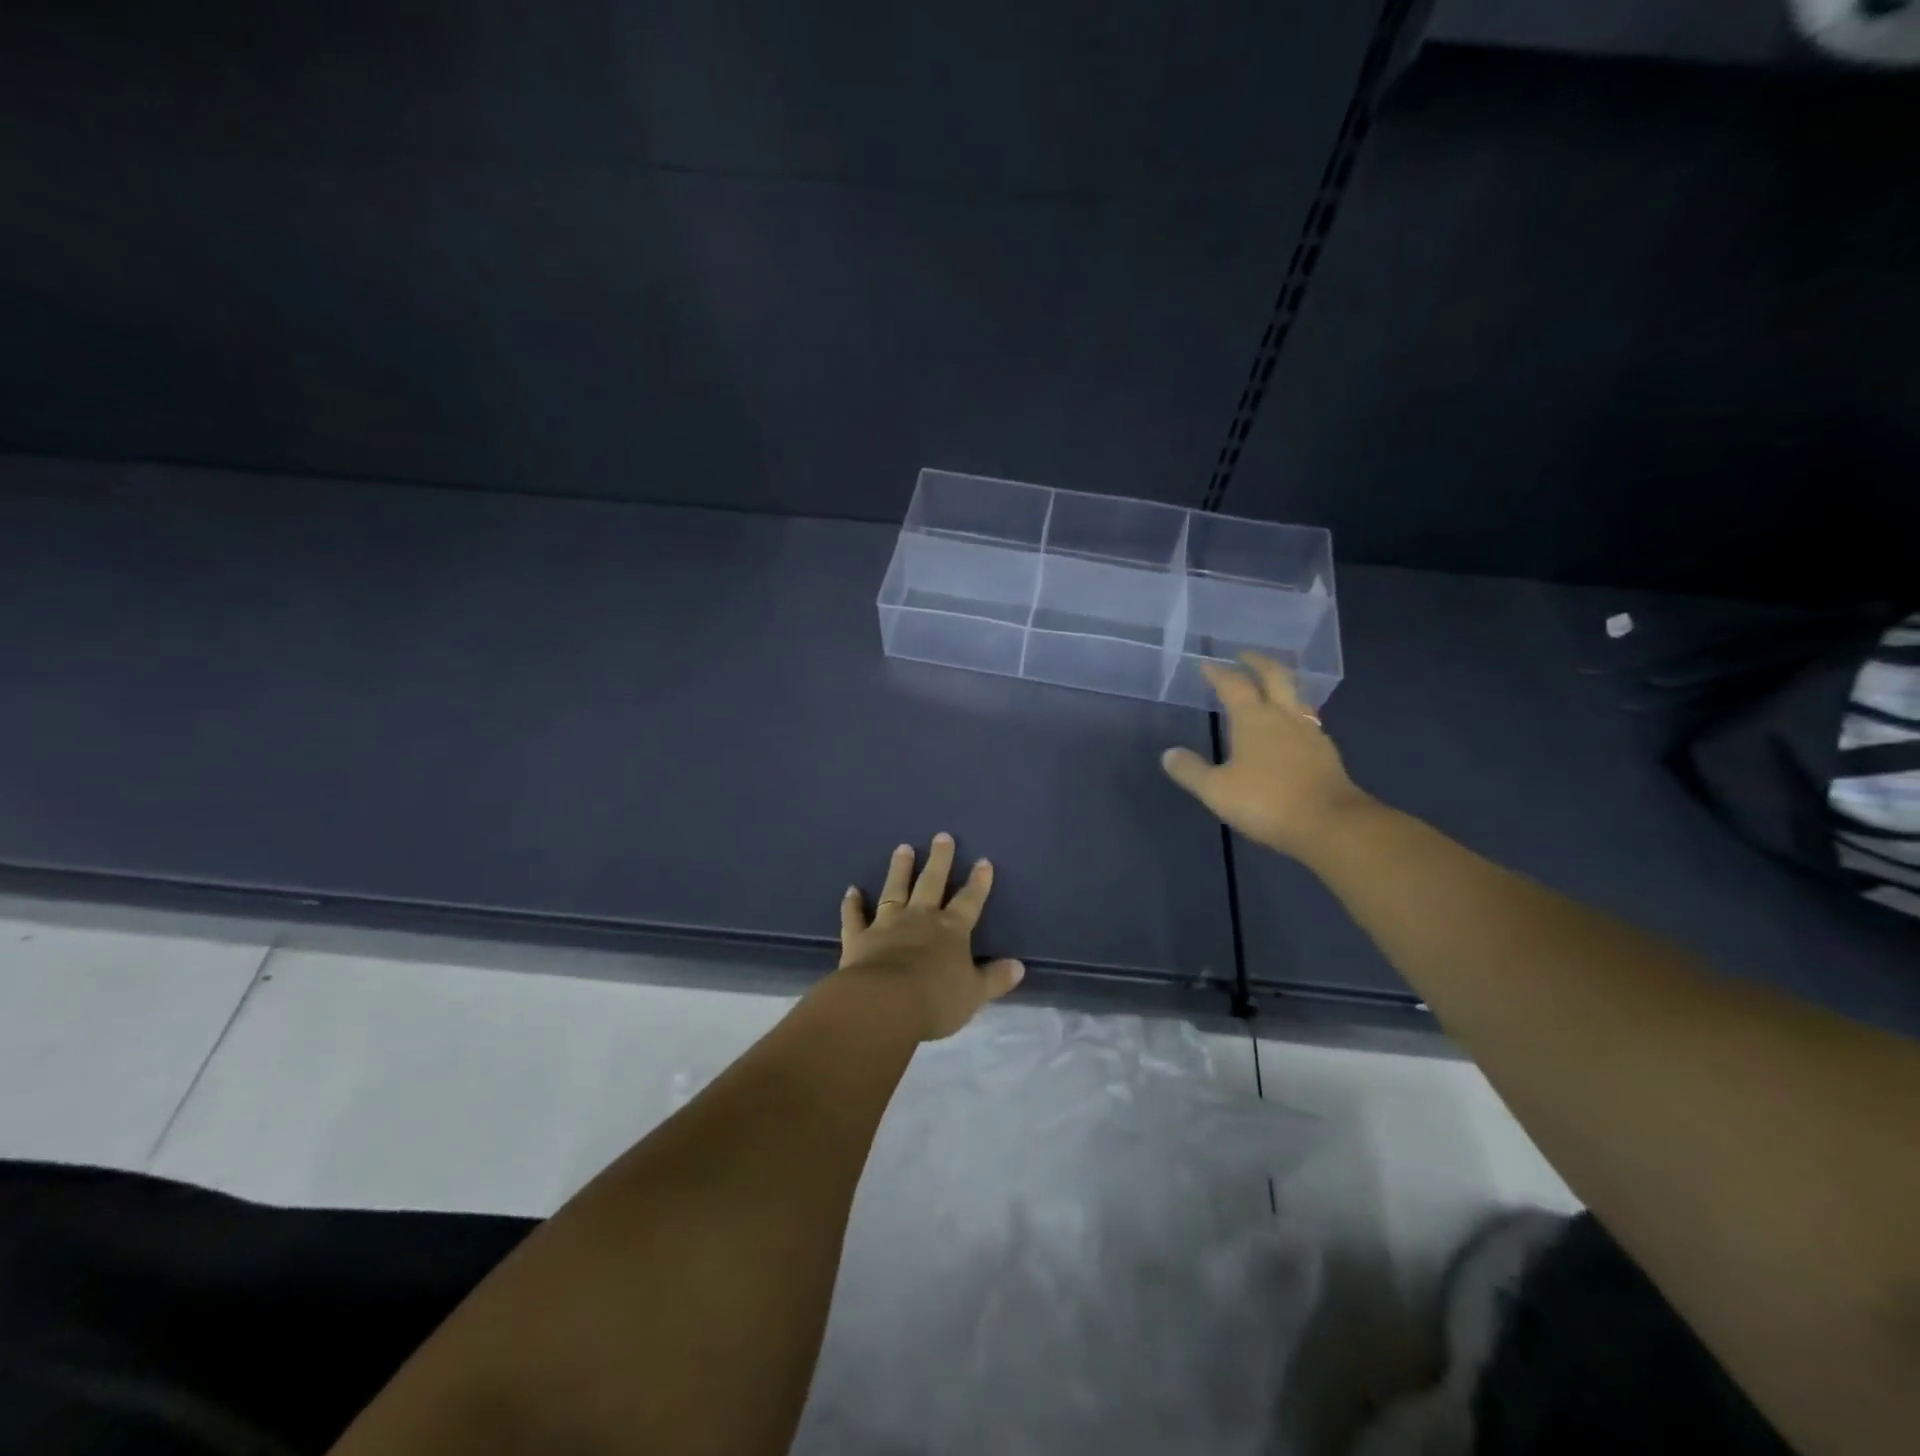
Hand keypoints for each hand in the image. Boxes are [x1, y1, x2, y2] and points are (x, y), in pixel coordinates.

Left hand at [836, 833, 1024, 1040]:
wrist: (884, 1004)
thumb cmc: (936, 1000)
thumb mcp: (974, 994)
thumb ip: (994, 979)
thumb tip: (1018, 966)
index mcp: (951, 930)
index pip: (969, 901)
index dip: (978, 882)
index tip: (983, 861)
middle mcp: (920, 919)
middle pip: (932, 883)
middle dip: (940, 860)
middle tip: (942, 836)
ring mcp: (887, 924)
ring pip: (895, 890)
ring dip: (900, 869)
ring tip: (903, 848)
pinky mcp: (859, 937)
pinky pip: (855, 917)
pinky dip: (852, 904)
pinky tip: (851, 891)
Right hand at [1161, 653, 1372, 860]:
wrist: (1330, 824)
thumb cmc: (1266, 801)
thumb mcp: (1216, 790)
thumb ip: (1191, 771)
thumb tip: (1169, 754)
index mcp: (1254, 719)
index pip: (1234, 685)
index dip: (1219, 673)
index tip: (1207, 665)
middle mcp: (1284, 717)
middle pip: (1274, 677)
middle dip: (1258, 662)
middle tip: (1245, 656)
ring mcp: (1310, 733)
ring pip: (1296, 696)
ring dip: (1280, 684)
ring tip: (1270, 686)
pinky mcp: (1326, 752)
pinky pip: (1307, 720)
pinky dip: (1294, 713)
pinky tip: (1290, 728)